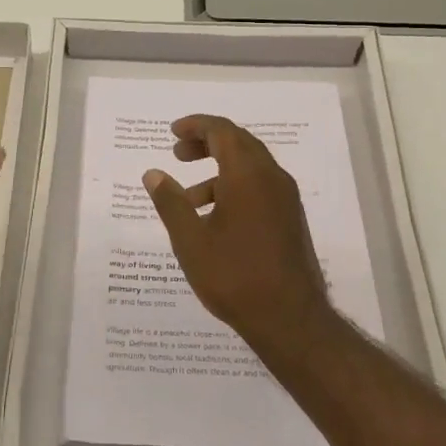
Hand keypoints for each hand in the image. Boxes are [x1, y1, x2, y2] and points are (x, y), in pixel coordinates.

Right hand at [143, 114, 334, 343]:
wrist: (290, 319)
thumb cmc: (234, 276)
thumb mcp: (190, 240)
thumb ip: (170, 202)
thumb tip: (153, 174)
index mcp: (248, 175)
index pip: (222, 131)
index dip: (196, 126)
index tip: (173, 132)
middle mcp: (272, 178)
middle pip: (239, 143)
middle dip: (207, 143)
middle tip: (178, 153)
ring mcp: (286, 199)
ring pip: (250, 167)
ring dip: (219, 170)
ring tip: (189, 199)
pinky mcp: (291, 218)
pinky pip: (261, 187)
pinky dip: (235, 187)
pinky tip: (215, 219)